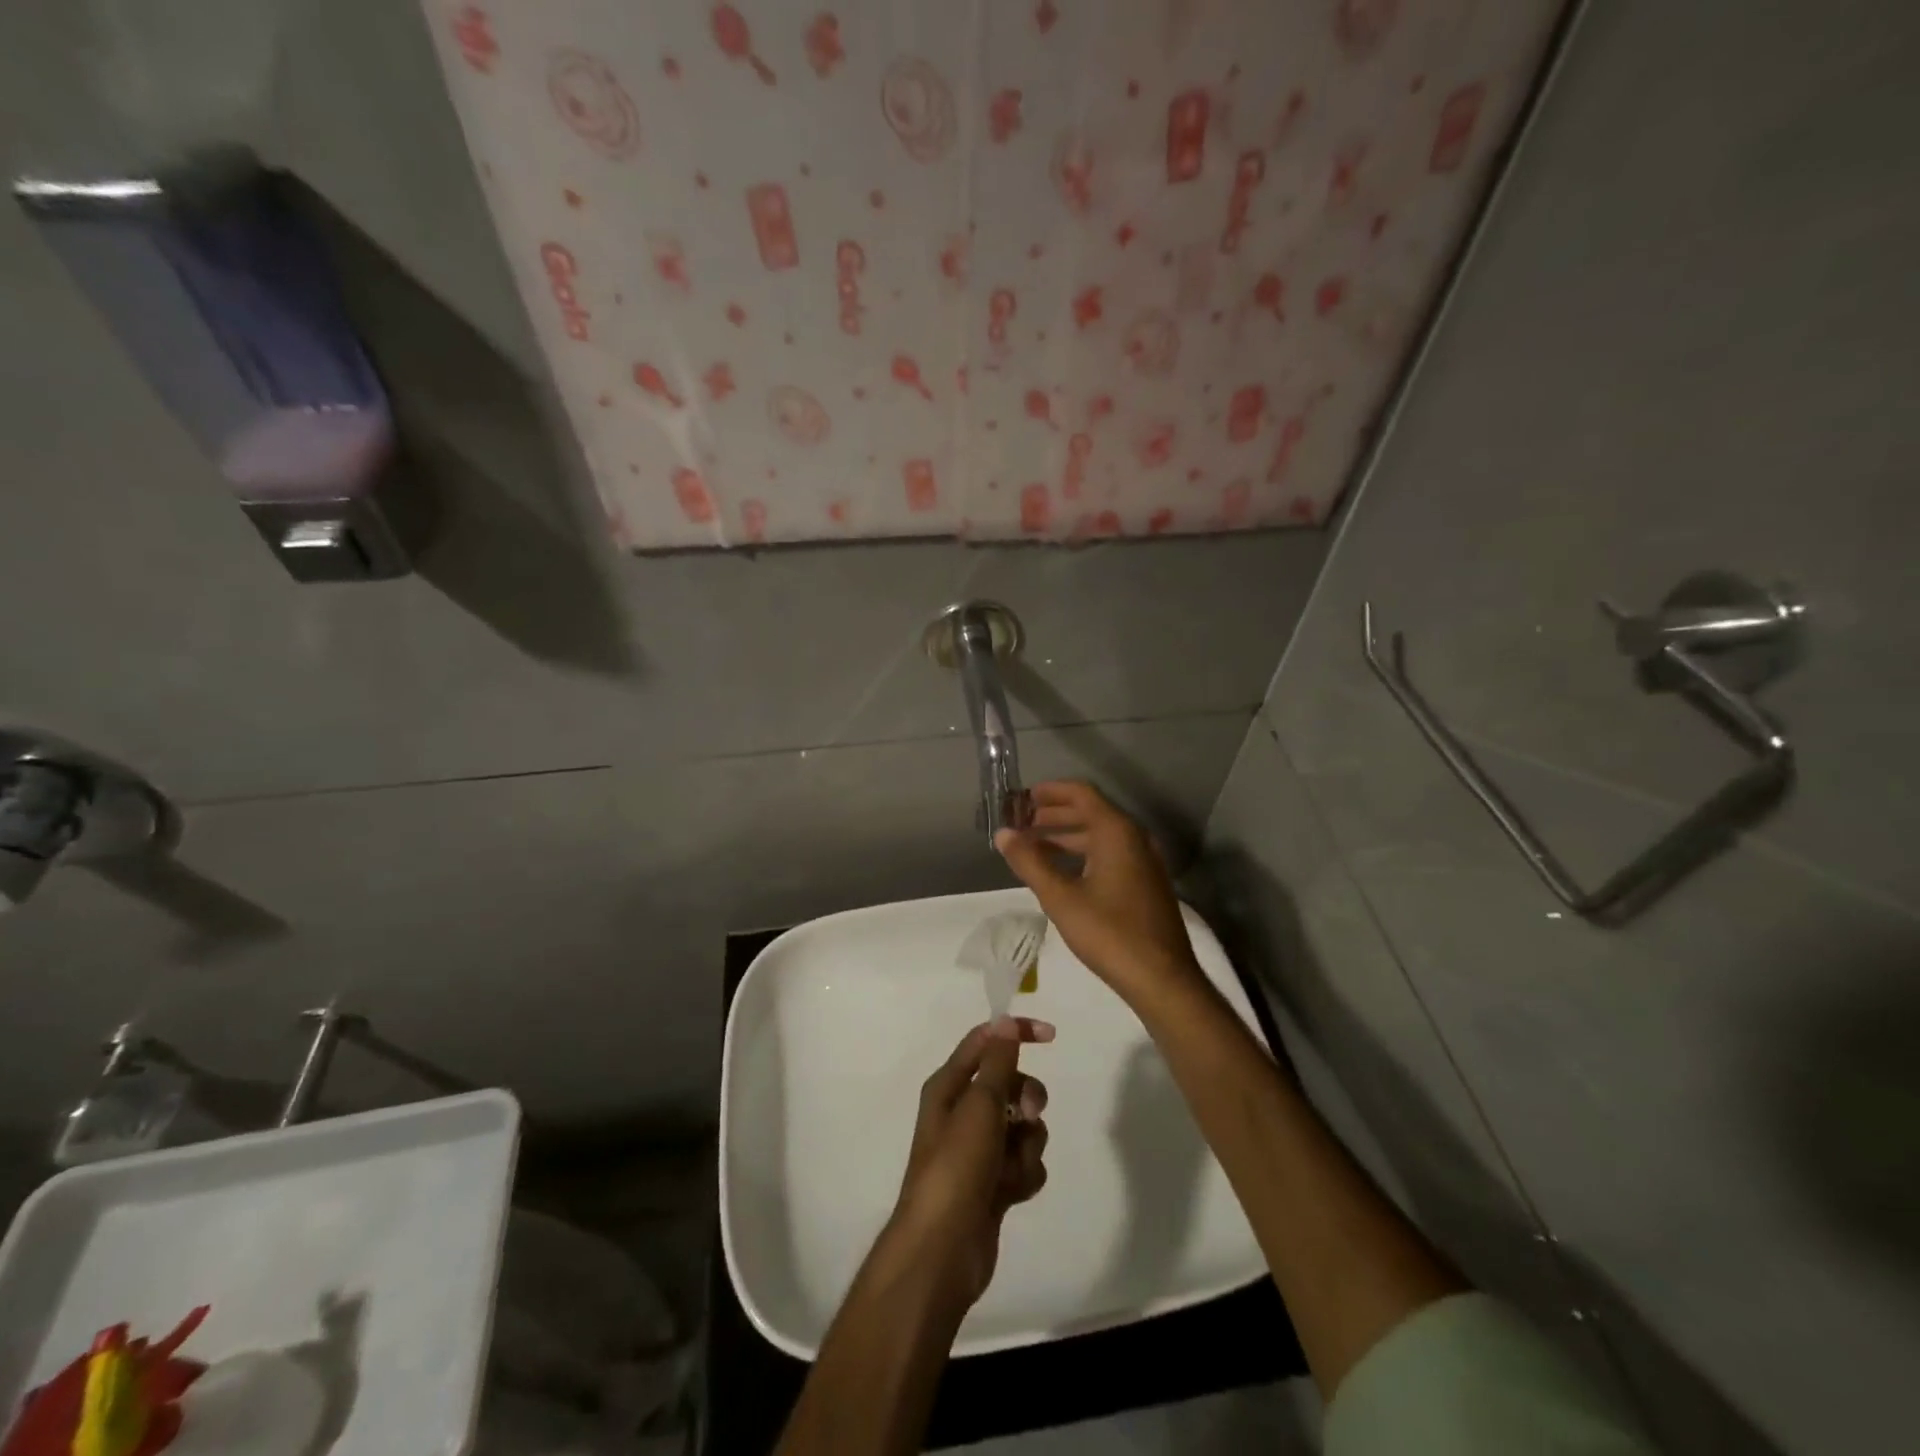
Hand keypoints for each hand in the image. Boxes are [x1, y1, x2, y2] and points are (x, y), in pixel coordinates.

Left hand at [888, 1017, 1052, 1306]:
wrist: (944, 1250)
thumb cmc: (956, 1167)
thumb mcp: (979, 1106)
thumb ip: (998, 1063)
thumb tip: (1004, 1021)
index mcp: (950, 1086)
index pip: (986, 1042)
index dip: (1016, 1033)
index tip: (1051, 1037)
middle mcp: (963, 1112)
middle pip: (1011, 1085)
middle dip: (1027, 1099)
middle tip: (1027, 1115)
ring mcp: (980, 1149)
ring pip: (1024, 1126)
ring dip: (1026, 1144)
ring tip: (1011, 1167)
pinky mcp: (995, 1182)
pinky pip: (1025, 1162)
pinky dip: (1024, 1173)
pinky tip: (1013, 1192)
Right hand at [994, 781, 1203, 1009]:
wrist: (1162, 979)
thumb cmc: (1109, 933)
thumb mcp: (1061, 898)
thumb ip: (1030, 862)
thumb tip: (1003, 833)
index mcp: (1117, 832)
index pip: (1082, 794)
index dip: (1050, 792)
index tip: (1022, 797)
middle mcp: (1134, 838)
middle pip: (1090, 812)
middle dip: (1053, 815)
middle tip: (1020, 823)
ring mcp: (1144, 861)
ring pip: (1100, 836)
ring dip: (1066, 836)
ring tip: (1032, 847)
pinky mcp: (1145, 883)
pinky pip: (1110, 854)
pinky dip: (1082, 854)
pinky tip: (1061, 872)